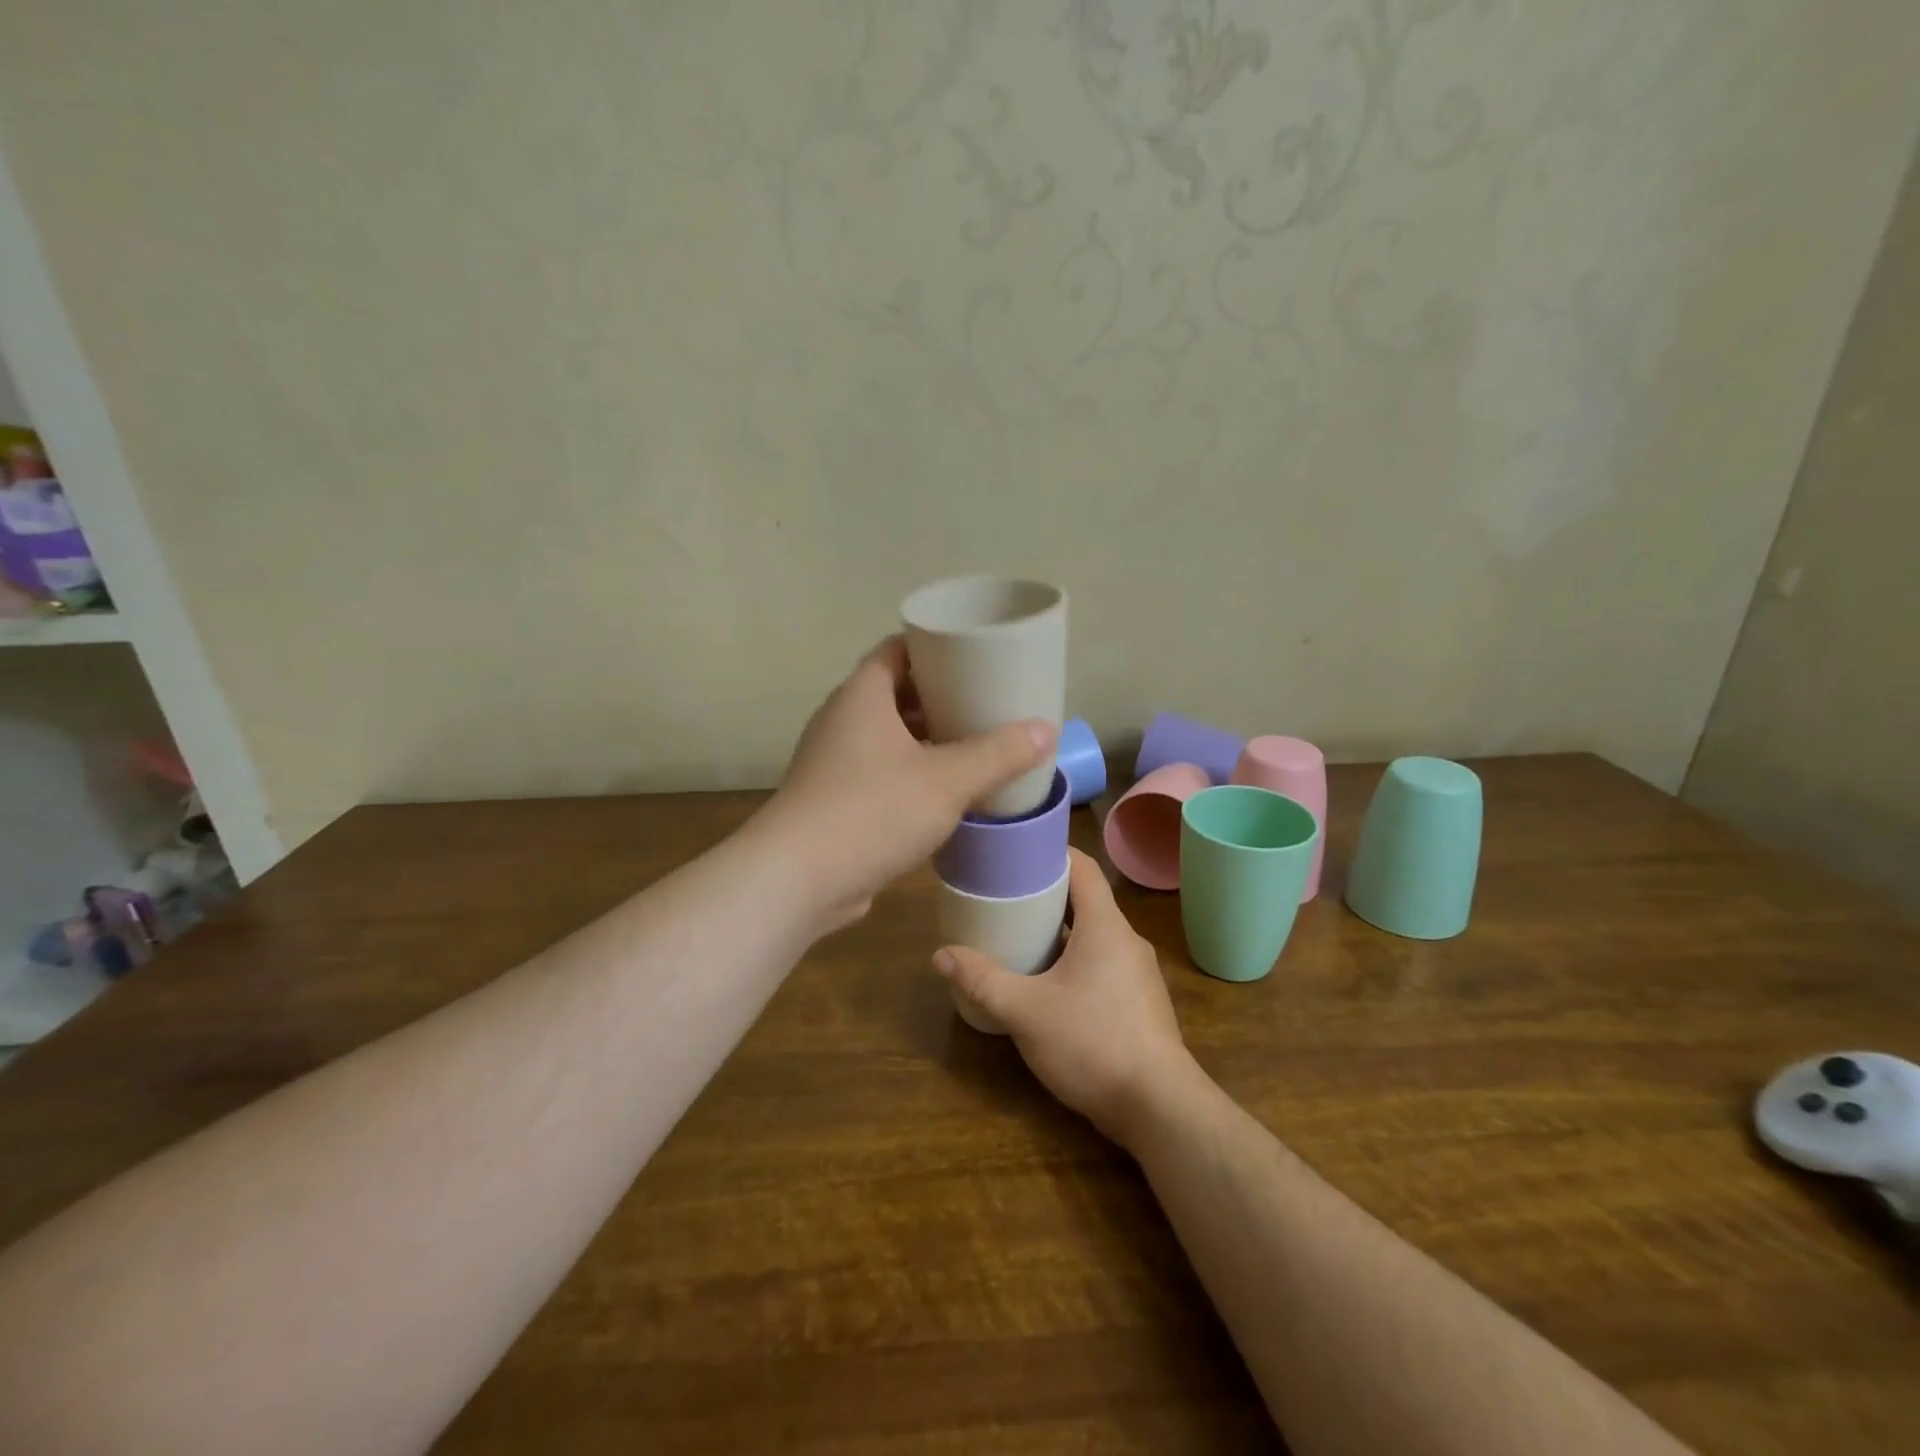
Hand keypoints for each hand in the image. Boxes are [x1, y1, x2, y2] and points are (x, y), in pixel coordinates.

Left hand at [759, 635, 1054, 928]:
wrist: (797, 880)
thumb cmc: (872, 812)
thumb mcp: (946, 780)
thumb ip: (998, 755)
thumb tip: (1046, 730)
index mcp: (862, 696)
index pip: (898, 650)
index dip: (935, 648)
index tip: (976, 656)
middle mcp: (842, 721)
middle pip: (896, 694)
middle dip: (940, 698)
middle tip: (987, 704)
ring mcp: (834, 763)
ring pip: (888, 738)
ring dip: (927, 741)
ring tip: (975, 747)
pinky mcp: (834, 801)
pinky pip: (880, 773)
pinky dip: (912, 775)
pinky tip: (945, 794)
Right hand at [933, 848, 1199, 1143]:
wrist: (1159, 1108)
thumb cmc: (1093, 1043)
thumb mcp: (1026, 1011)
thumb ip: (982, 981)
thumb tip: (940, 955)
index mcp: (1105, 926)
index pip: (1083, 867)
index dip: (1051, 852)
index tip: (1017, 852)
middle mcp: (1126, 941)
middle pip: (1085, 900)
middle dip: (1046, 895)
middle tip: (1004, 896)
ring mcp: (1137, 974)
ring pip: (1093, 936)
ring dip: (1059, 932)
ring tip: (1018, 937)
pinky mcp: (1138, 1003)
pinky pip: (1102, 965)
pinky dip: (1073, 961)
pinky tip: (1046, 984)